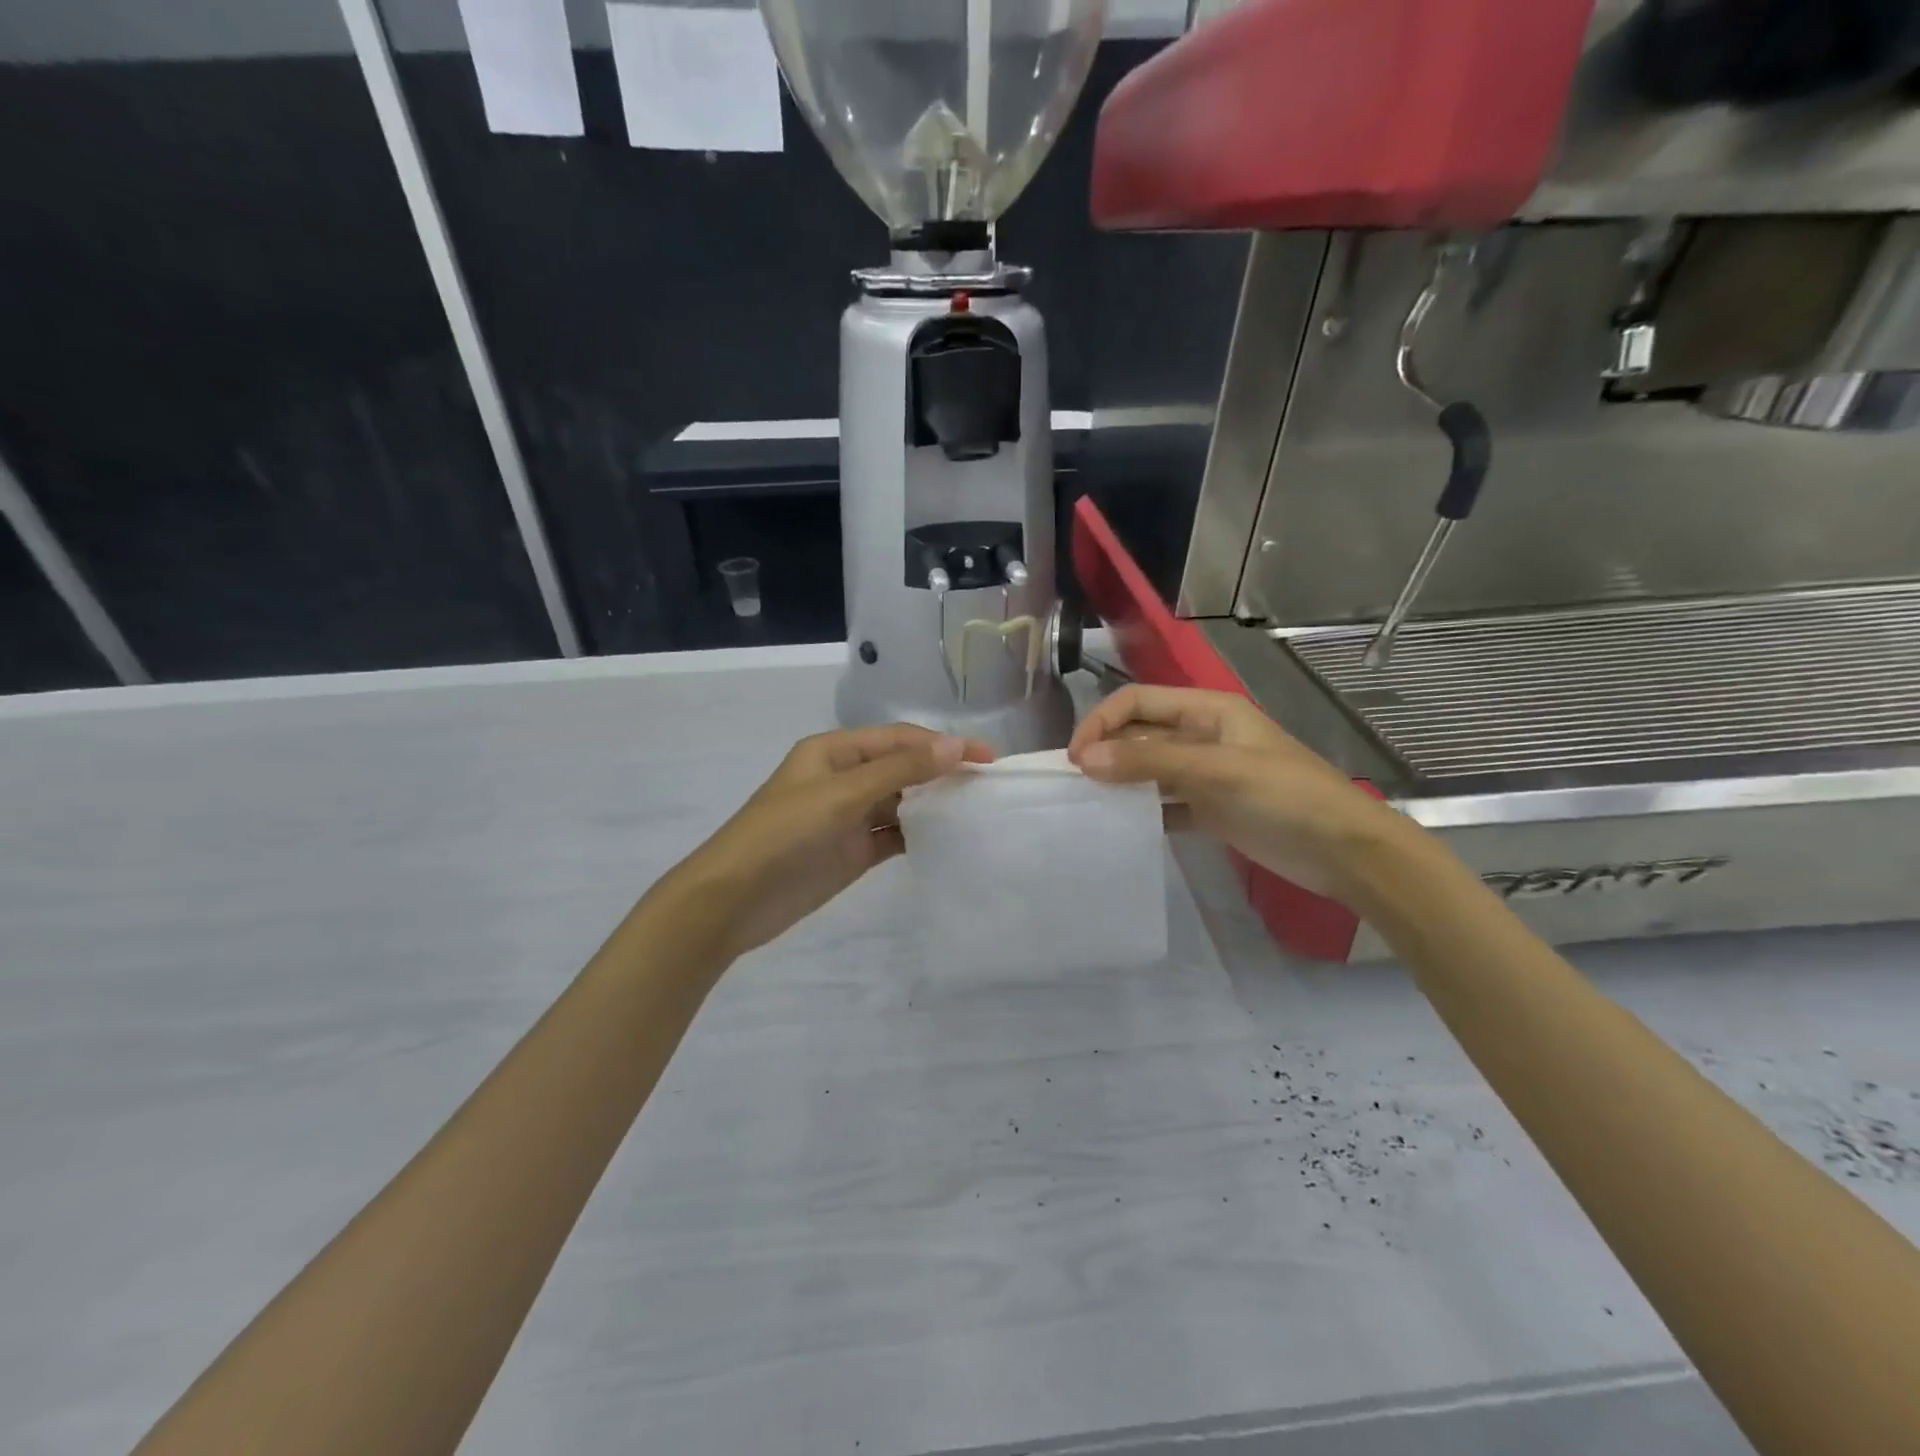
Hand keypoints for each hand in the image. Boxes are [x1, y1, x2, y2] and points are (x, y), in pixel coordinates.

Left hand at [653, 724, 993, 960]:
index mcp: (835, 751)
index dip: (943, 745)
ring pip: (902, 802)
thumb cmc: (783, 834)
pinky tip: (949, 840)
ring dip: (934, 804)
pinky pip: (894, 835)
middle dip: (942, 773)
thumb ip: (899, 770)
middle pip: (903, 768)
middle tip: (988, 787)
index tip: (987, 759)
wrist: (733, 900)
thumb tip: (956, 747)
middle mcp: (845, 778)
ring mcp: (849, 816)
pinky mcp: (853, 851)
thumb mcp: (841, 794)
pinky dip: (920, 835)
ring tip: (977, 812)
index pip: (899, 739)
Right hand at [1067, 685, 1412, 903]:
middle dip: (1105, 752)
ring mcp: (1206, 775)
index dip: (1102, 722)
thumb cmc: (1285, 796)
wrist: (1345, 851)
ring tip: (1089, 806)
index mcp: (1207, 710)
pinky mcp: (1210, 810)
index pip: (1138, 701)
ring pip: (1149, 770)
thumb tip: (1083, 758)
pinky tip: (1121, 829)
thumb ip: (1150, 761)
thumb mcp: (1216, 770)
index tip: (1074, 758)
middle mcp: (1202, 736)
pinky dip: (1142, 813)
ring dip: (1120, 782)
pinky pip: (1164, 804)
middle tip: (1074, 785)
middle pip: (1140, 734)